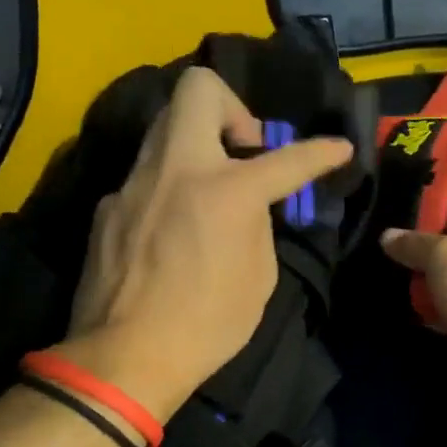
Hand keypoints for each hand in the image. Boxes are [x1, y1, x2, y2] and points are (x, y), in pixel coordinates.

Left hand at [61, 67, 352, 423]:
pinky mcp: (108, 205)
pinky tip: (170, 227)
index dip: (321, 151)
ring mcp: (135, 182)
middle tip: (243, 151)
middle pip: (199, 88)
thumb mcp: (259, 276)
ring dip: (197, 142)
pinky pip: (146, 175)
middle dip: (232, 107)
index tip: (338, 148)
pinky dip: (168, 185)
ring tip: (209, 185)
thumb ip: (258, 224)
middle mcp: (178, 168)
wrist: (124, 358)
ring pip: (166, 126)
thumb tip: (250, 205)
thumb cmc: (207, 325)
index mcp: (227, 190)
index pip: (288, 157)